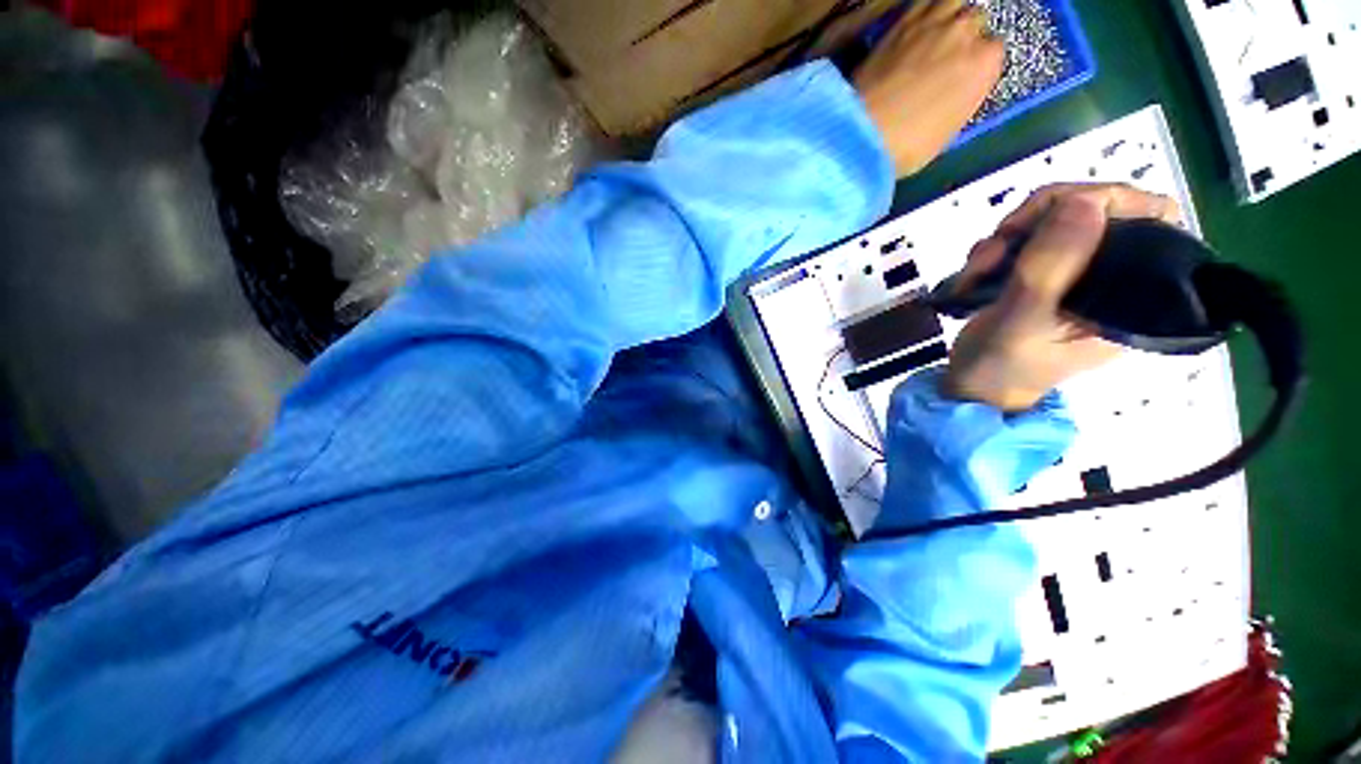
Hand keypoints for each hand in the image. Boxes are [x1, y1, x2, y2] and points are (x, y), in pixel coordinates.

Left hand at [854, 0, 1003, 176]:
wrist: (864, 133)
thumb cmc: (910, 146)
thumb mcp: (947, 132)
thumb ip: (959, 101)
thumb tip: (953, 93)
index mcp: (985, 63)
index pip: (992, 51)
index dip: (976, 65)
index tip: (960, 80)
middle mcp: (965, 31)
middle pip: (972, 20)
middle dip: (963, 36)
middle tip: (944, 60)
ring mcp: (931, 22)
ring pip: (950, 1)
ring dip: (945, 15)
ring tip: (933, 35)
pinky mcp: (898, 23)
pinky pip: (918, 4)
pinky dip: (919, 13)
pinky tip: (911, 30)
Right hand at [943, 184, 1183, 410]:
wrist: (973, 389)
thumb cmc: (1003, 366)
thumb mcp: (1024, 320)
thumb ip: (1052, 267)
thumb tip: (1083, 200)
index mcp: (1131, 294)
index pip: (1153, 218)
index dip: (1109, 200)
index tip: (1054, 213)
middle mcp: (1111, 278)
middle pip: (1097, 211)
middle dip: (1040, 218)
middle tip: (997, 244)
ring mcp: (1074, 275)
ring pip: (1054, 222)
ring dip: (1008, 237)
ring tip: (976, 271)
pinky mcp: (1043, 277)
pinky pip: (1027, 239)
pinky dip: (995, 248)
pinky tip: (974, 274)